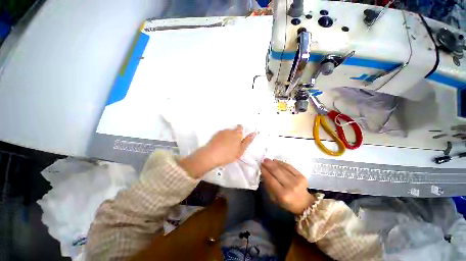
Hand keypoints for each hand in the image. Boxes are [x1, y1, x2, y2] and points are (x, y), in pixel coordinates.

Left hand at [203, 125, 255, 166]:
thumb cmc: (227, 154)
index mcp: (237, 134)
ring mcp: (222, 132)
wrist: (211, 155)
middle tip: (234, 145)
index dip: (241, 132)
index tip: (240, 139)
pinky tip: (221, 146)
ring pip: (228, 133)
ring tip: (227, 147)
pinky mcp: (215, 135)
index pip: (241, 127)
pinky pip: (222, 135)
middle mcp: (229, 131)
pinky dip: (223, 139)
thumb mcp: (240, 150)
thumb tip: (253, 133)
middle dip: (235, 135)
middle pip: (234, 130)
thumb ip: (247, 141)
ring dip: (229, 137)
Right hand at [261, 159, 315, 214]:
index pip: (271, 180)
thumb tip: (263, 173)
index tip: (260, 166)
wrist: (304, 203)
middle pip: (276, 172)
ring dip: (273, 163)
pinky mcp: (302, 175)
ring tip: (267, 160)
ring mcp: (297, 180)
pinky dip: (281, 163)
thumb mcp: (274, 198)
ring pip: (282, 168)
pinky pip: (289, 166)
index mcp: (282, 195)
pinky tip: (276, 161)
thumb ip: (268, 186)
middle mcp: (290, 186)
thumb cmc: (286, 202)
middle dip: (268, 165)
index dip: (264, 171)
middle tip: (263, 160)